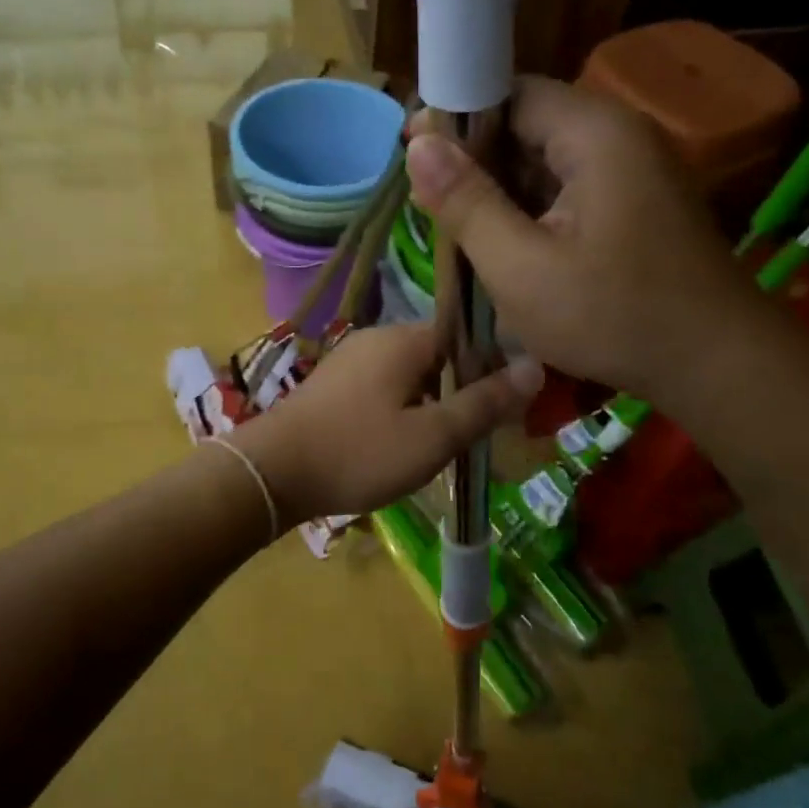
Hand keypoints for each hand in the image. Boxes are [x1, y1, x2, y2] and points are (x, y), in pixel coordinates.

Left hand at [233, 323, 540, 524]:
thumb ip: (484, 402)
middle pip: (438, 354)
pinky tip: (399, 443)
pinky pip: (382, 387)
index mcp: (405, 339)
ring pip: (409, 374)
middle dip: (461, 389)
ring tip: (441, 445)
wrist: (272, 472)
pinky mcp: (332, 384)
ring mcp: (349, 359)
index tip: (506, 406)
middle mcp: (376, 338)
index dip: (492, 367)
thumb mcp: (433, 436)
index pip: (466, 335)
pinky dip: (400, 409)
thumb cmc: (359, 452)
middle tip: (476, 434)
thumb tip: (536, 367)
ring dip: (431, 403)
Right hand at [406, 77, 763, 401]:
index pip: (510, 93)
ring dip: (503, 191)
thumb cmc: (612, 315)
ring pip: (547, 161)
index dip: (456, 119)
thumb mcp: (520, 267)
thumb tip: (418, 143)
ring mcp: (634, 170)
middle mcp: (620, 135)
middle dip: (477, 162)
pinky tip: (509, 247)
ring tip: (462, 232)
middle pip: (529, 124)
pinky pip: (571, 189)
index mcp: (594, 133)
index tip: (414, 156)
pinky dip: (534, 211)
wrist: (716, 365)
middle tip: (433, 206)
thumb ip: (466, 202)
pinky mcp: (638, 202)